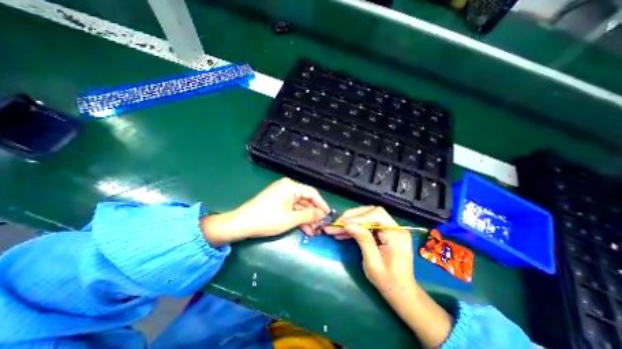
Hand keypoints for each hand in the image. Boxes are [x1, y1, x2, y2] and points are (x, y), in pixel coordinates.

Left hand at [204, 178, 329, 246]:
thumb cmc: (268, 219)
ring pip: (299, 206)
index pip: (312, 193)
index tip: (328, 215)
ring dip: (306, 218)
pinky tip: (304, 229)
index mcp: (291, 186)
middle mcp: (287, 187)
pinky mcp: (277, 201)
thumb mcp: (291, 218)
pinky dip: (297, 218)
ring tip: (313, 231)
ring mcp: (281, 194)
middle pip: (305, 200)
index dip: (321, 204)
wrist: (241, 223)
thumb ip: (309, 215)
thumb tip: (322, 214)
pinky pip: (291, 208)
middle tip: (320, 226)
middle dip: (313, 214)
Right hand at [326, 207, 452, 348]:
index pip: (377, 215)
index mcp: (397, 234)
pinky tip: (342, 233)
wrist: (401, 293)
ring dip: (350, 222)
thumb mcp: (373, 263)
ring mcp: (389, 229)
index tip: (343, 223)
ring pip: (366, 217)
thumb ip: (363, 240)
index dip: (359, 217)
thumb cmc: (389, 282)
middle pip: (371, 212)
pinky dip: (354, 228)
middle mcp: (394, 227)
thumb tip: (348, 224)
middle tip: (336, 223)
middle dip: (352, 217)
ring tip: (335, 228)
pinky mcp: (383, 233)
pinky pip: (366, 226)